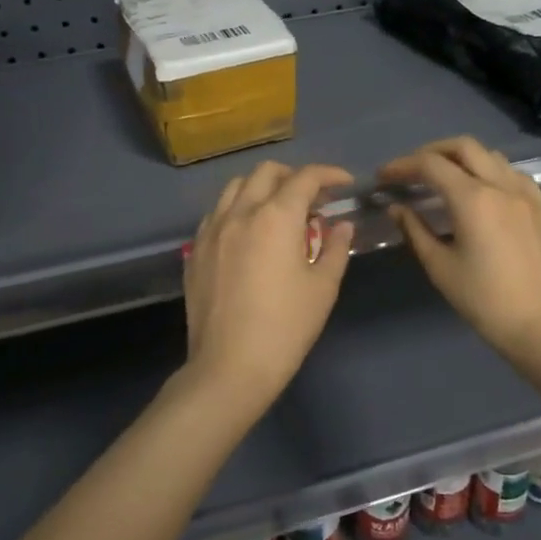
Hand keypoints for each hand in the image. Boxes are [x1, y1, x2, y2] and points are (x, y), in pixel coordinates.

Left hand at [182, 161, 356, 408]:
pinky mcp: (195, 251)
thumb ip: (336, 248)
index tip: (344, 184)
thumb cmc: (286, 327)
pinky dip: (237, 210)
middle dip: (294, 176)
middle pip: (266, 173)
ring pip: (235, 187)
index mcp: (276, 217)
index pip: (305, 178)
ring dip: (262, 188)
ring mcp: (212, 230)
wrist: (230, 366)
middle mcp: (240, 212)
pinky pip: (216, 214)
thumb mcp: (323, 288)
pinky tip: (248, 234)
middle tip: (312, 198)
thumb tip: (341, 225)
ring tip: (278, 210)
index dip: (329, 174)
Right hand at [378, 137, 540, 365]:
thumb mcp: (440, 267)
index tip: (383, 177)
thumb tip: (398, 208)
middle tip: (412, 170)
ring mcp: (527, 195)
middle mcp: (502, 186)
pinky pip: (514, 175)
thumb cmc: (484, 301)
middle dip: (432, 151)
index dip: (402, 166)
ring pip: (492, 156)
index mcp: (473, 199)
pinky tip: (483, 193)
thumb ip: (415, 230)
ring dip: (463, 159)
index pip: (430, 165)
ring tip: (445, 179)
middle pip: (463, 147)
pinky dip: (491, 172)